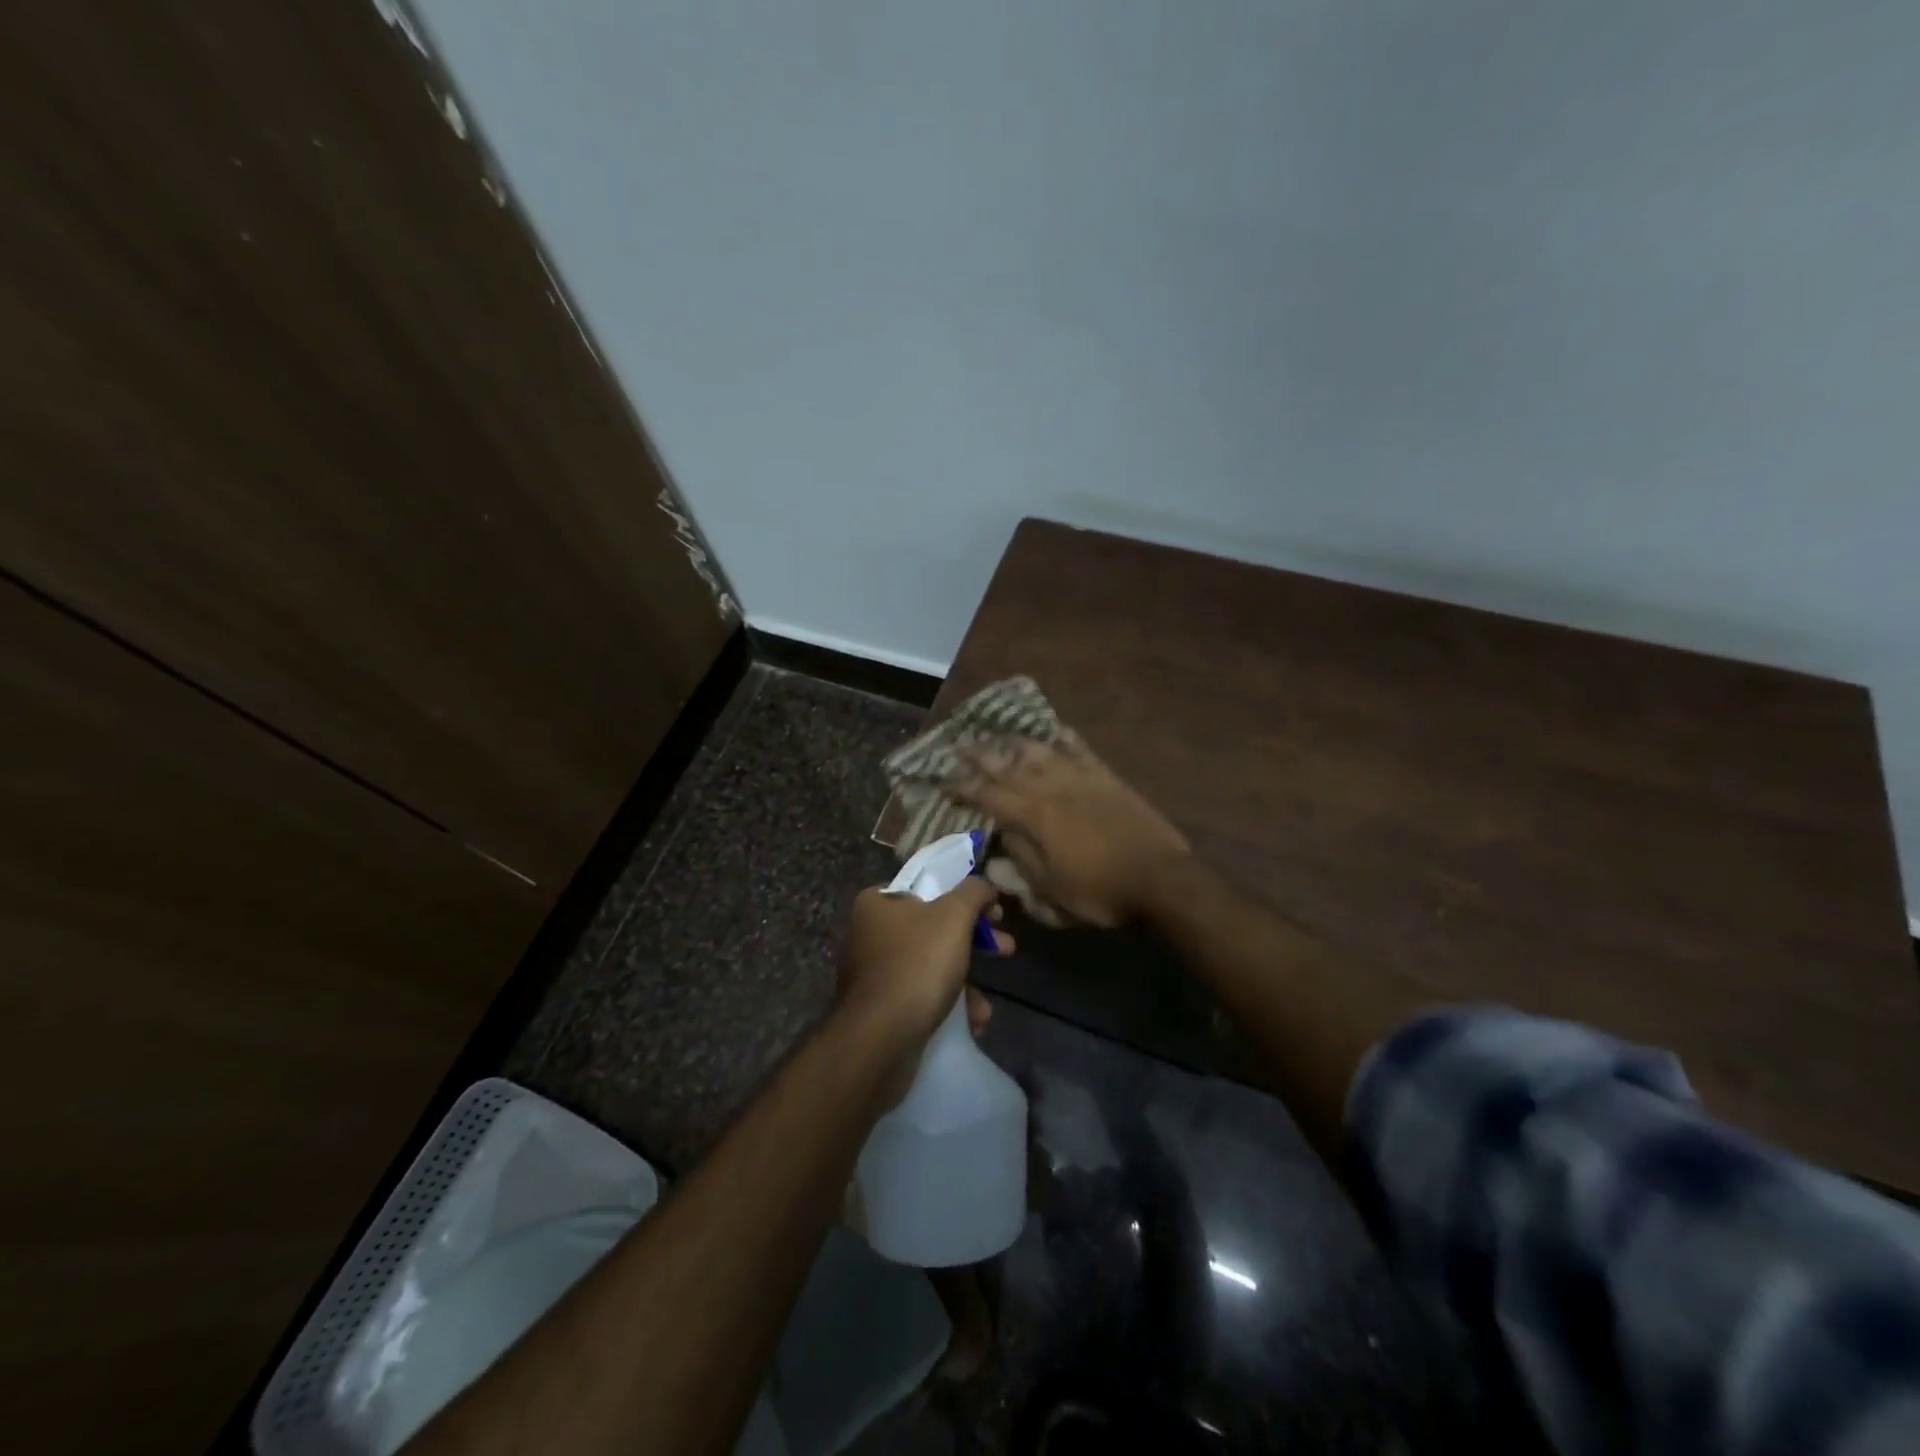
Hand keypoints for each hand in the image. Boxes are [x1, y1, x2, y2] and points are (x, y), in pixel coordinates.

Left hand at [836, 879, 1008, 1058]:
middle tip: (1006, 949)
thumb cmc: (916, 965)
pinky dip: (947, 1006)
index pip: (928, 888)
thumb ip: (973, 892)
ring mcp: (873, 974)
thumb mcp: (953, 916)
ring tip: (986, 1006)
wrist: (879, 1040)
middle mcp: (870, 934)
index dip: (966, 897)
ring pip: (931, 966)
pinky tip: (970, 1023)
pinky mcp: (880, 1009)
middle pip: (934, 928)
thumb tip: (985, 885)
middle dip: (975, 942)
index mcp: (878, 903)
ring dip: (966, 982)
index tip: (994, 914)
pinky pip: (921, 997)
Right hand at [952, 734, 1190, 927]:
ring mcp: (1081, 779)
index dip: (964, 788)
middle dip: (982, 755)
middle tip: (961, 743)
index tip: (944, 779)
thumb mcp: (1050, 891)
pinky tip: (1056, 730)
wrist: (1158, 878)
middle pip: (1009, 767)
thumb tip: (1001, 836)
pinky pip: (1081, 751)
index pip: (989, 796)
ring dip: (1017, 743)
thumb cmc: (1098, 892)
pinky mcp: (1107, 778)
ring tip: (1001, 734)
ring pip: (1042, 752)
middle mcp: (1051, 789)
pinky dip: (1066, 739)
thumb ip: (1021, 859)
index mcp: (1033, 817)